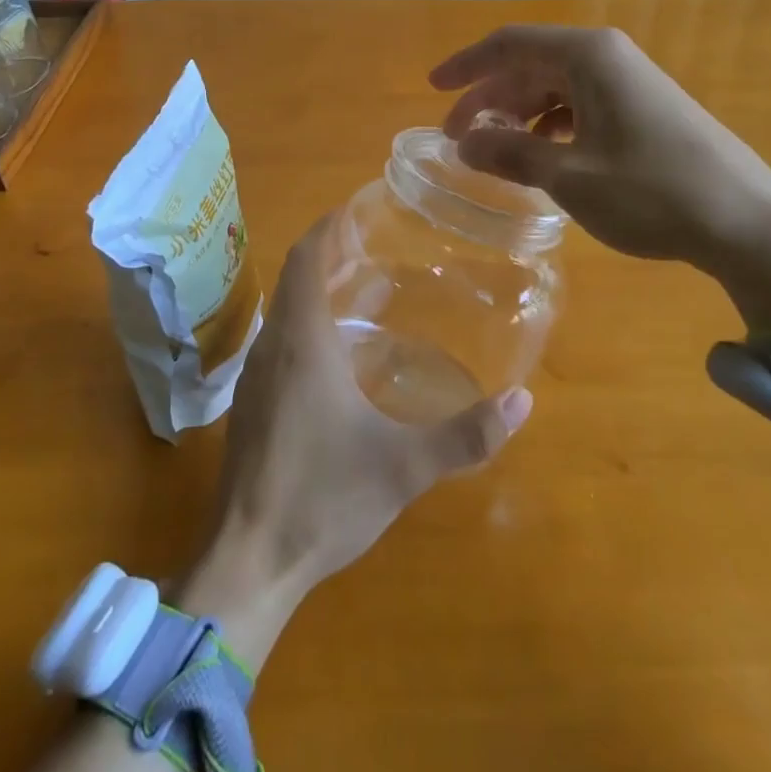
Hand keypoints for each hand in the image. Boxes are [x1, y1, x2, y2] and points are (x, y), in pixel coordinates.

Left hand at [181, 220, 532, 656]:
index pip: (306, 258)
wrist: (248, 563)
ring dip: (315, 290)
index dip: (327, 228)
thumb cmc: (323, 500)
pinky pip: (278, 341)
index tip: (355, 208)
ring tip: (361, 289)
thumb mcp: (403, 467)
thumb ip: (465, 435)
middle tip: (372, 245)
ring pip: (284, 312)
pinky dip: (305, 323)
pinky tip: (336, 354)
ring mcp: (255, 378)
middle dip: (328, 254)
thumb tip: (523, 401)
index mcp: (303, 342)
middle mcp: (273, 347)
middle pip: (294, 278)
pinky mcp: (250, 406)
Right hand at [429, 25, 770, 329]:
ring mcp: (631, 82)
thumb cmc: (652, 192)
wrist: (749, 224)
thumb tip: (465, 142)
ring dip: (519, 114)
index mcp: (587, 57)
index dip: (466, 65)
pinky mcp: (646, 109)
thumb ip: (510, 153)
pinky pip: (582, 105)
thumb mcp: (569, 176)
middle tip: (459, 138)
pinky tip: (542, 156)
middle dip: (490, 98)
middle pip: (531, 65)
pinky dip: (551, 126)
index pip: (509, 44)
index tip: (432, 90)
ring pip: (556, 87)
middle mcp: (608, 58)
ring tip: (494, 151)